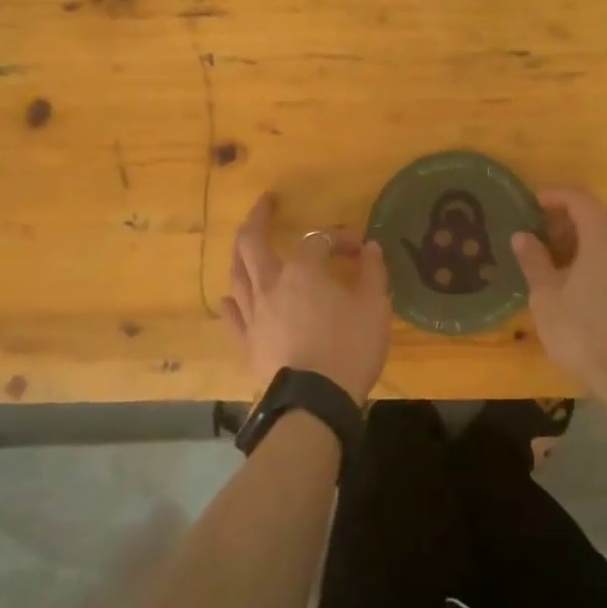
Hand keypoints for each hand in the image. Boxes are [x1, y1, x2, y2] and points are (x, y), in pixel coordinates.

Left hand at [221, 193, 392, 402]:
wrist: (315, 403)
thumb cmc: (349, 349)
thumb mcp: (375, 308)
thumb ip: (373, 273)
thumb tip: (370, 248)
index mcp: (302, 271)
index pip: (318, 240)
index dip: (338, 238)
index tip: (360, 249)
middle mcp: (270, 285)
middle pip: (252, 243)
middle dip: (259, 218)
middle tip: (266, 203)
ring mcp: (253, 315)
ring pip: (237, 274)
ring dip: (240, 253)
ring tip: (245, 243)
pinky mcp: (247, 343)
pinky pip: (233, 316)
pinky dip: (233, 300)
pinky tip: (231, 296)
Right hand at [510, 188, 606, 403]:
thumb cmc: (582, 332)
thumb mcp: (546, 296)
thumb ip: (534, 260)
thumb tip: (522, 236)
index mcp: (604, 237)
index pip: (580, 200)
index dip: (555, 196)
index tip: (532, 203)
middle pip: (599, 215)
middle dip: (568, 218)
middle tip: (540, 233)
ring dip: (585, 238)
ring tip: (557, 258)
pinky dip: (601, 255)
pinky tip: (582, 278)